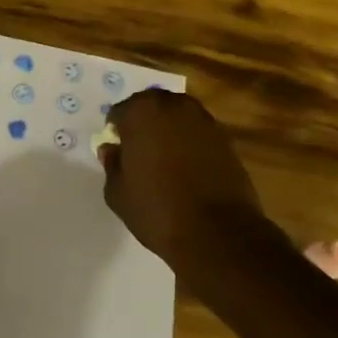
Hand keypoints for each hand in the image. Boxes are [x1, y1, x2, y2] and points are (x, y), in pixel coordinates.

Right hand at [99, 91, 262, 265]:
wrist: (217, 232)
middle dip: (144, 122)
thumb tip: (111, 149)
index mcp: (142, 113)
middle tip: (139, 150)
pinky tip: (187, 167)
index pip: (120, 111)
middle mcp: (174, 107)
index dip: (116, 130)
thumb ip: (112, 164)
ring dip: (169, 130)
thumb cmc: (157, 210)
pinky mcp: (226, 139)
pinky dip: (190, 143)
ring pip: (178, 116)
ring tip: (164, 158)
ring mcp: (204, 121)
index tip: (118, 150)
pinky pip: (198, 132)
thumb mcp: (118, 193)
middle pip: (152, 105)